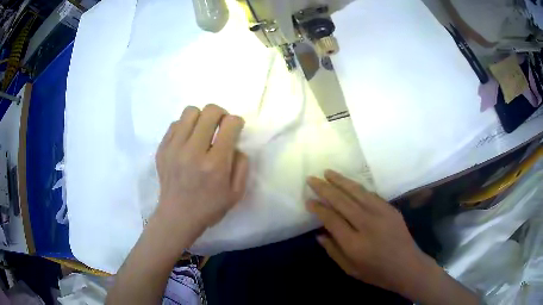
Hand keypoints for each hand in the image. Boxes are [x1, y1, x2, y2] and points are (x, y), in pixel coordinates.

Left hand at [154, 104, 248, 244]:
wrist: (177, 216)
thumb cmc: (209, 207)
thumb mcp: (236, 193)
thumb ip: (242, 165)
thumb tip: (235, 144)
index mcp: (215, 164)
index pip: (230, 124)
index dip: (237, 122)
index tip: (235, 129)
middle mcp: (193, 151)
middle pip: (210, 111)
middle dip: (221, 113)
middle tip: (220, 126)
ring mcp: (174, 148)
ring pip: (190, 111)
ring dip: (201, 117)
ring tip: (202, 130)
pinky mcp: (162, 149)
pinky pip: (175, 123)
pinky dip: (185, 127)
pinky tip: (187, 140)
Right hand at [306, 170, 433, 297]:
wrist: (407, 266)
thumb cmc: (377, 273)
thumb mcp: (350, 270)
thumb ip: (333, 251)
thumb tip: (319, 234)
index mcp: (354, 244)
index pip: (332, 219)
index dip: (318, 208)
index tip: (308, 201)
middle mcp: (367, 224)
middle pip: (342, 201)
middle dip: (325, 188)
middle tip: (312, 178)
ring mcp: (381, 214)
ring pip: (357, 192)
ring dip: (341, 180)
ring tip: (328, 172)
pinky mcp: (390, 209)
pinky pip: (370, 194)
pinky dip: (357, 187)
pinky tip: (349, 183)